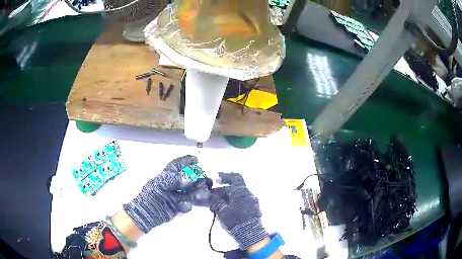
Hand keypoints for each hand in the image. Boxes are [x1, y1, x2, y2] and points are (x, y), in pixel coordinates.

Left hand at [123, 155, 197, 232]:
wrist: (147, 212)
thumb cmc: (150, 195)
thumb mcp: (160, 183)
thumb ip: (174, 180)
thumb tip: (188, 181)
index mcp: (166, 176)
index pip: (177, 165)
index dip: (186, 161)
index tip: (196, 159)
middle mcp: (172, 185)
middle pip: (187, 179)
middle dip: (196, 179)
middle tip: (204, 179)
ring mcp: (175, 196)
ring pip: (189, 192)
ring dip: (195, 192)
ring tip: (201, 192)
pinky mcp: (178, 207)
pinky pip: (187, 204)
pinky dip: (187, 205)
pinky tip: (183, 206)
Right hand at [210, 173, 267, 249]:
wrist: (249, 232)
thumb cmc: (235, 220)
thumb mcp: (222, 210)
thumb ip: (216, 201)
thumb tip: (210, 194)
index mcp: (241, 191)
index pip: (234, 178)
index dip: (225, 176)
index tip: (217, 178)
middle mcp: (248, 193)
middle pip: (237, 185)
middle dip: (225, 186)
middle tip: (216, 189)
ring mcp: (252, 200)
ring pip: (239, 193)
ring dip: (229, 194)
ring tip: (220, 201)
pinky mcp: (254, 207)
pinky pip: (243, 199)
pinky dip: (235, 200)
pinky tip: (228, 206)